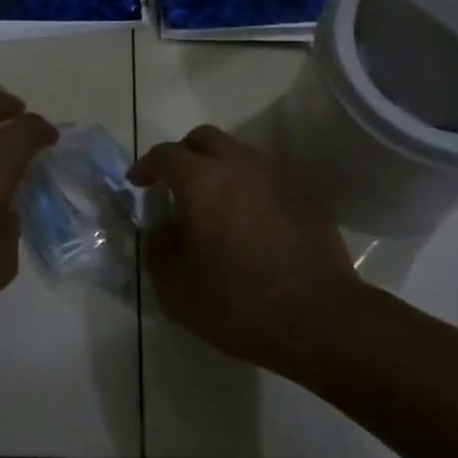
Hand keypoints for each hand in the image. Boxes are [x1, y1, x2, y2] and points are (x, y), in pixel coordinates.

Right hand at [131, 125, 359, 374]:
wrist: (320, 318)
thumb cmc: (238, 303)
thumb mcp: (176, 289)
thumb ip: (158, 250)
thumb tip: (163, 229)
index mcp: (201, 181)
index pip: (165, 155)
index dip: (146, 166)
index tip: (137, 182)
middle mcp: (239, 165)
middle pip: (204, 139)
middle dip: (183, 154)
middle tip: (174, 183)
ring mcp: (277, 176)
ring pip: (239, 154)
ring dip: (219, 168)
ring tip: (213, 203)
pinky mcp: (304, 195)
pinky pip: (266, 177)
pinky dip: (248, 187)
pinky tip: (249, 220)